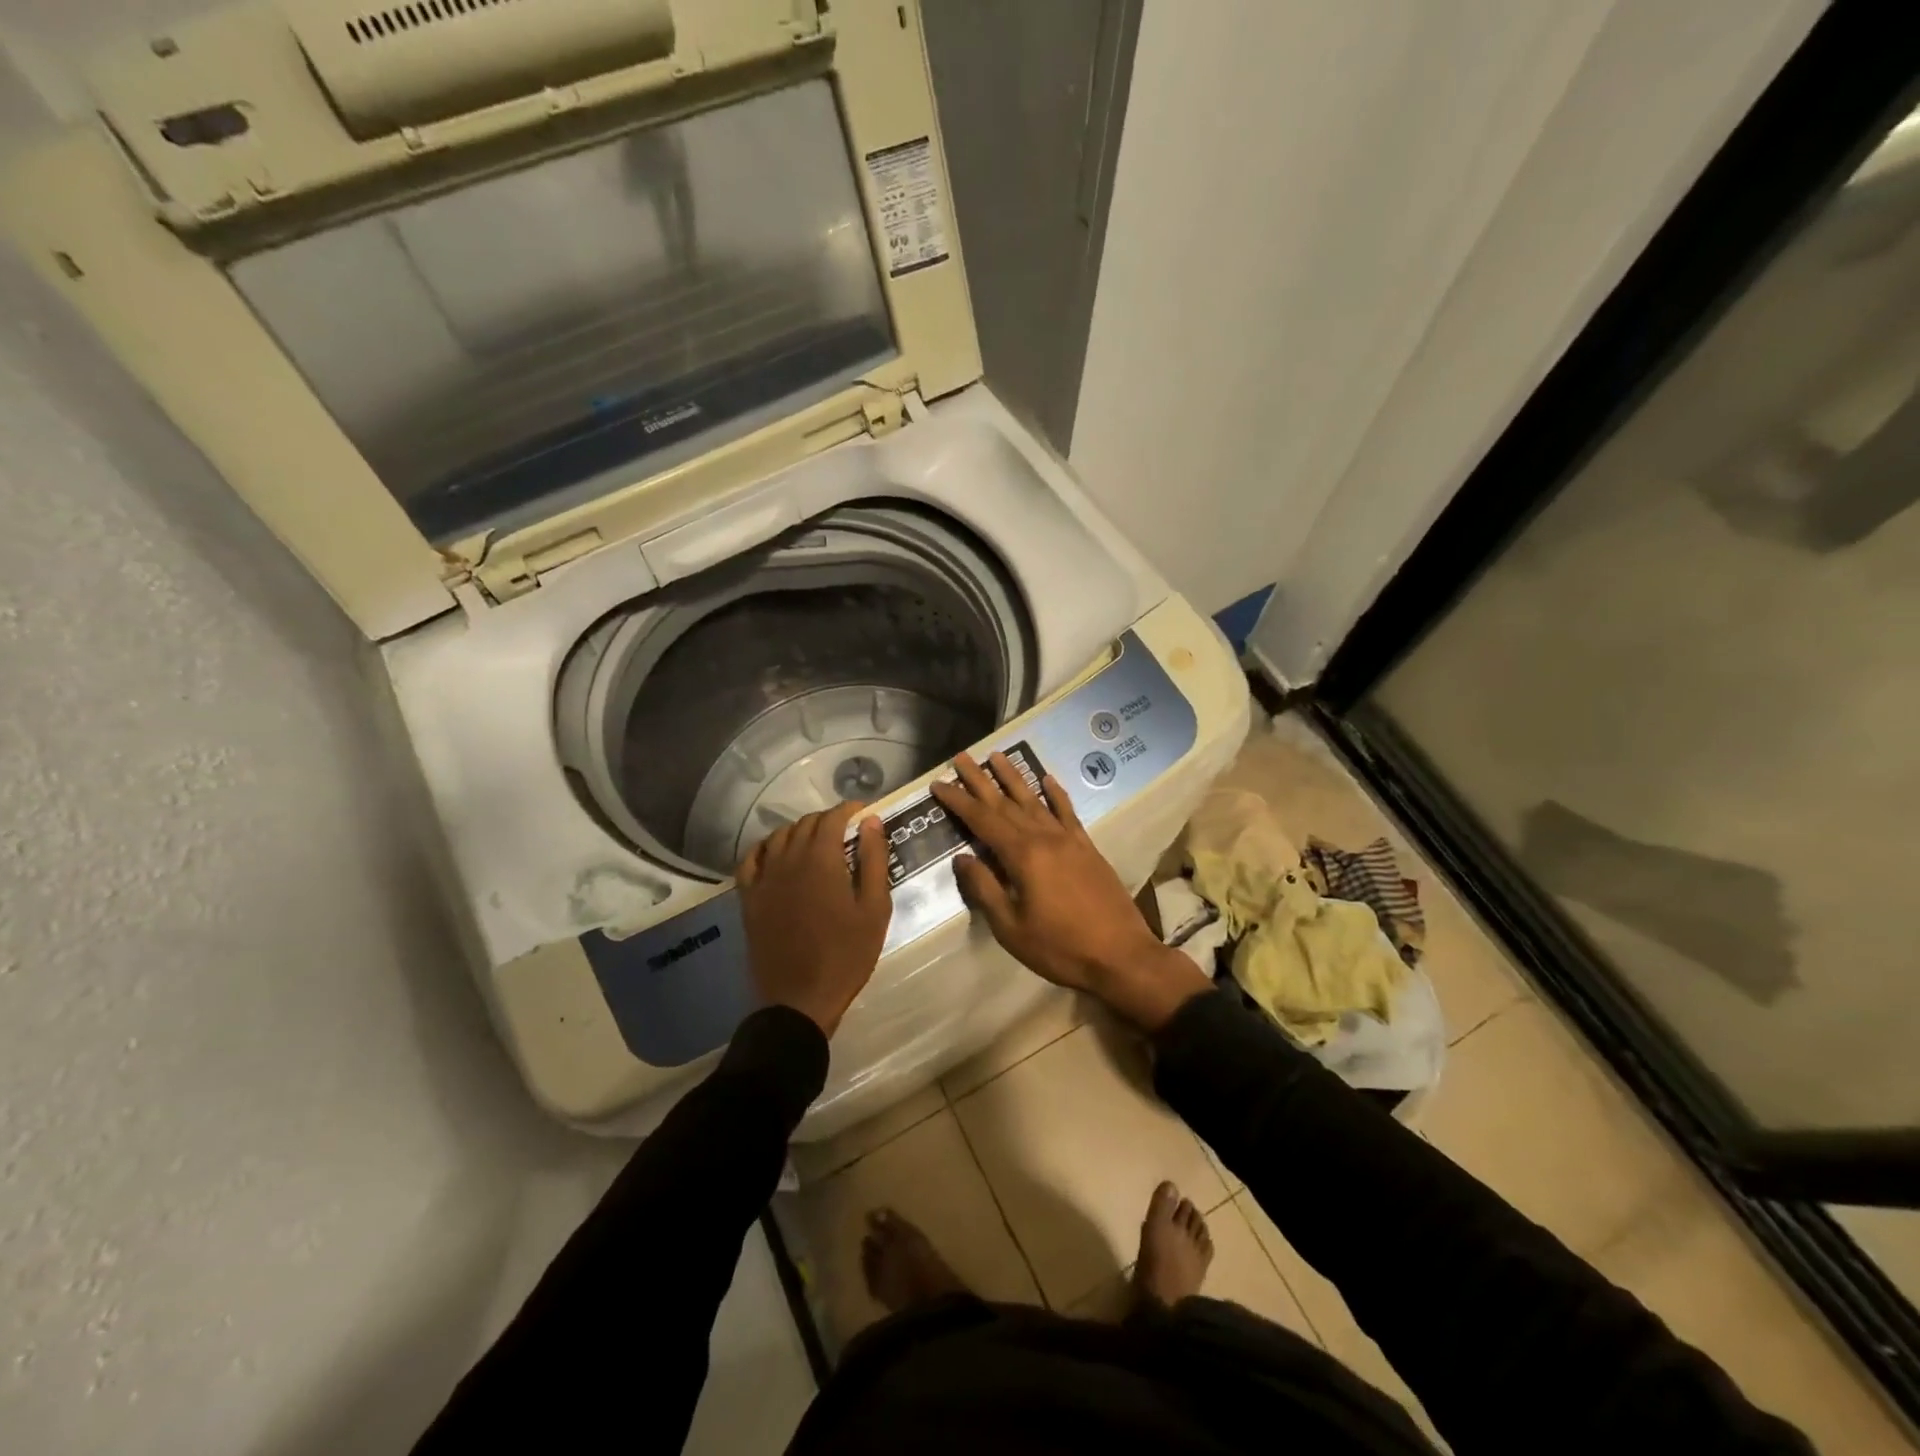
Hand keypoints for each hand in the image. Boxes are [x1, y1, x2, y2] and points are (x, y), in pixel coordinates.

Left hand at [737, 801, 892, 1036]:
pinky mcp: (749, 898)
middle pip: (806, 823)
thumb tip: (870, 821)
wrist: (800, 1000)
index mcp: (821, 860)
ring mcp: (764, 878)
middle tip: (847, 833)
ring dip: (800, 831)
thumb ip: (873, 860)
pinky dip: (766, 848)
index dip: (849, 810)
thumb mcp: (874, 909)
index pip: (833, 818)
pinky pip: (752, 859)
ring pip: (779, 836)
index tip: (864, 814)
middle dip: (828, 820)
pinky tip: (777, 854)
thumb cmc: (846, 955)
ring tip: (817, 843)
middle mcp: (788, 859)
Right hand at [930, 753, 1212, 1030]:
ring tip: (997, 755)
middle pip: (1005, 802)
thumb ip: (985, 889)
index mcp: (1022, 855)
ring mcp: (1069, 840)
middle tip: (961, 757)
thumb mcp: (1011, 927)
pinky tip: (1049, 779)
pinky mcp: (1087, 848)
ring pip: (1035, 800)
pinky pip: (1068, 812)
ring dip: (1014, 777)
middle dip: (980, 779)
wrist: (1121, 956)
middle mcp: (1045, 837)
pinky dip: (1056, 794)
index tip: (938, 782)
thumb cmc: (1060, 947)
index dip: (958, 801)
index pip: (982, 820)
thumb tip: (962, 858)